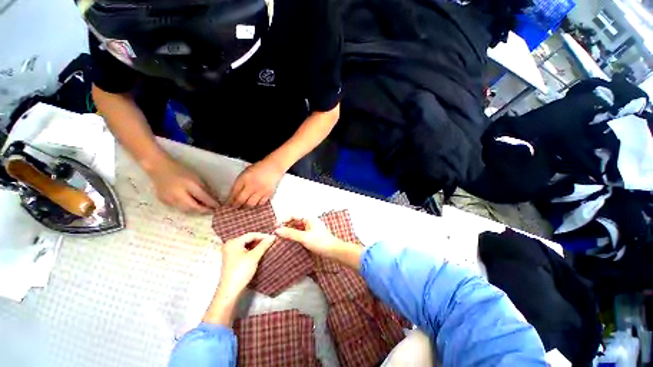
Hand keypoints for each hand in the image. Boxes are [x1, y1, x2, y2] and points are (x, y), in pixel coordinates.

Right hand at [146, 157, 218, 212]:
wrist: (159, 168)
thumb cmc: (181, 171)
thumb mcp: (197, 178)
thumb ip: (204, 189)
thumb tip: (213, 199)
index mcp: (188, 185)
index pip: (203, 198)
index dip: (211, 204)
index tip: (219, 207)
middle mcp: (178, 195)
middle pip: (193, 207)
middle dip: (203, 210)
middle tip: (212, 211)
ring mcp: (169, 199)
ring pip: (185, 210)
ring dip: (196, 212)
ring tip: (204, 211)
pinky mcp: (164, 202)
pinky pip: (178, 209)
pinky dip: (187, 210)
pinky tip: (192, 208)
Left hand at [216, 232, 275, 299]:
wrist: (230, 291)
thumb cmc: (241, 271)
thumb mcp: (254, 257)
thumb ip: (264, 245)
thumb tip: (273, 236)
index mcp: (233, 242)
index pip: (251, 235)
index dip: (263, 236)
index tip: (273, 237)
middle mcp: (230, 244)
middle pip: (248, 239)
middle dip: (260, 240)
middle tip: (271, 242)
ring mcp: (230, 252)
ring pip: (247, 245)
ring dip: (256, 245)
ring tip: (267, 246)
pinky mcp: (232, 258)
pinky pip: (244, 250)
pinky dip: (252, 250)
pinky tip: (259, 252)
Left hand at [228, 159, 284, 207]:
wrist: (274, 167)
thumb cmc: (259, 168)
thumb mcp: (246, 172)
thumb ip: (240, 183)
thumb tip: (234, 195)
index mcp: (244, 178)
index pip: (234, 192)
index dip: (230, 200)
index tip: (228, 204)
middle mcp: (252, 185)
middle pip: (241, 200)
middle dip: (237, 206)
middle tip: (235, 208)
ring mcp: (261, 190)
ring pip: (251, 204)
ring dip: (247, 207)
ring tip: (245, 207)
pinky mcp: (269, 194)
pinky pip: (261, 203)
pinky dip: (257, 204)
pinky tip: (255, 204)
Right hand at [275, 217, 339, 257]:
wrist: (333, 251)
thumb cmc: (321, 242)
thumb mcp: (304, 238)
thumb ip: (291, 233)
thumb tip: (277, 230)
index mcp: (309, 218)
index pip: (293, 215)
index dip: (284, 220)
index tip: (275, 226)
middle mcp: (309, 222)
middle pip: (294, 221)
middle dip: (285, 226)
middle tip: (276, 234)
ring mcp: (310, 229)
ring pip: (296, 228)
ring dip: (289, 232)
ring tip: (280, 238)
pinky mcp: (310, 235)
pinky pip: (299, 233)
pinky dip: (293, 236)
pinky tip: (288, 241)